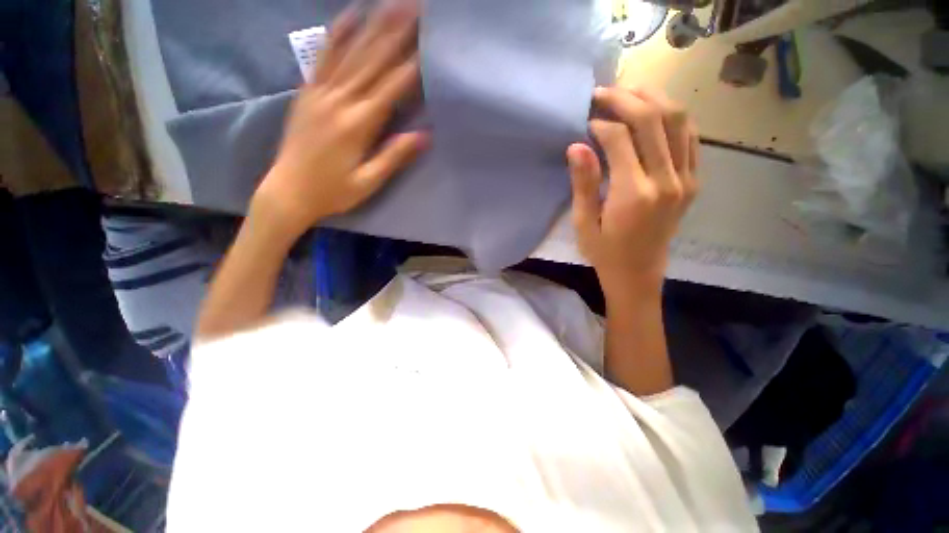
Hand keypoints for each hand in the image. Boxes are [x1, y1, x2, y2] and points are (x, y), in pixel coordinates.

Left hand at [253, 2, 428, 237]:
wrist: (287, 192)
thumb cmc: (332, 192)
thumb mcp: (368, 182)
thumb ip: (394, 157)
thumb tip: (424, 135)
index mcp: (358, 125)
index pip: (391, 87)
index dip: (412, 64)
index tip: (431, 41)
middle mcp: (339, 101)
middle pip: (372, 60)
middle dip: (396, 30)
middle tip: (416, 5)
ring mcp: (319, 92)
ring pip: (351, 52)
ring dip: (373, 24)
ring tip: (391, 2)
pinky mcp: (307, 92)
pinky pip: (323, 57)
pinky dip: (337, 34)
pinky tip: (350, 14)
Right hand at [567, 87, 698, 294]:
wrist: (638, 274)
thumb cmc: (604, 252)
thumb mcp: (584, 223)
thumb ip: (584, 183)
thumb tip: (577, 145)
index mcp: (635, 194)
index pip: (620, 138)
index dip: (600, 123)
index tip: (584, 121)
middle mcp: (667, 180)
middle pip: (653, 119)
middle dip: (625, 99)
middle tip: (602, 93)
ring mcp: (686, 180)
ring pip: (678, 120)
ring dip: (653, 99)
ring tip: (628, 94)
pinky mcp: (692, 182)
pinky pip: (690, 137)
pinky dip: (673, 118)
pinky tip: (655, 113)